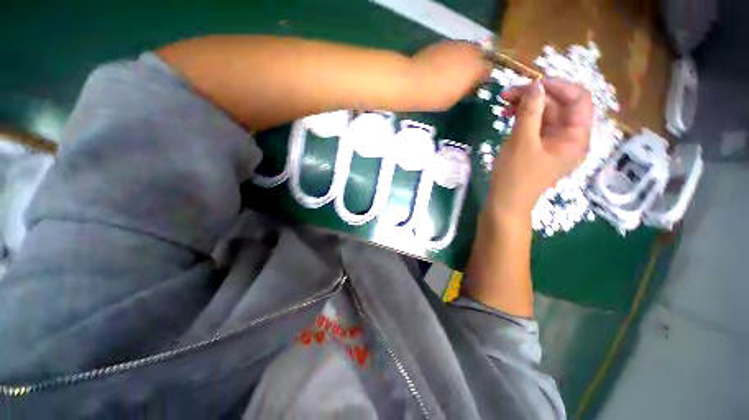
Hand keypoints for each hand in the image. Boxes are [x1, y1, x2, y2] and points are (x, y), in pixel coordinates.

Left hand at [410, 41, 490, 110]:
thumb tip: (468, 86)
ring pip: (465, 50)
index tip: (478, 86)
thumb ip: (466, 89)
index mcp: (476, 67)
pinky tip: (442, 68)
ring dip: (463, 59)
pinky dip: (451, 57)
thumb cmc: (436, 96)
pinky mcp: (441, 44)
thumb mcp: (455, 98)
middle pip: (479, 55)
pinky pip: (452, 50)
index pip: (488, 68)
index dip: (484, 77)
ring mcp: (455, 45)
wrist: (414, 82)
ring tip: (454, 73)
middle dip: (476, 65)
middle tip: (467, 78)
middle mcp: (469, 51)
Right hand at [486, 79, 592, 220]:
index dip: (557, 86)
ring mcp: (552, 143)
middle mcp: (568, 138)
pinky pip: (535, 126)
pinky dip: (522, 119)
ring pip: (544, 115)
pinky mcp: (538, 148)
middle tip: (507, 93)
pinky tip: (508, 116)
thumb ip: (530, 111)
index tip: (531, 83)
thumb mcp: (522, 141)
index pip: (578, 99)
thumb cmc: (515, 176)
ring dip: (526, 106)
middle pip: (558, 106)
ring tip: (504, 103)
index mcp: (576, 137)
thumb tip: (535, 85)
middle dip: (535, 96)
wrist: (504, 203)